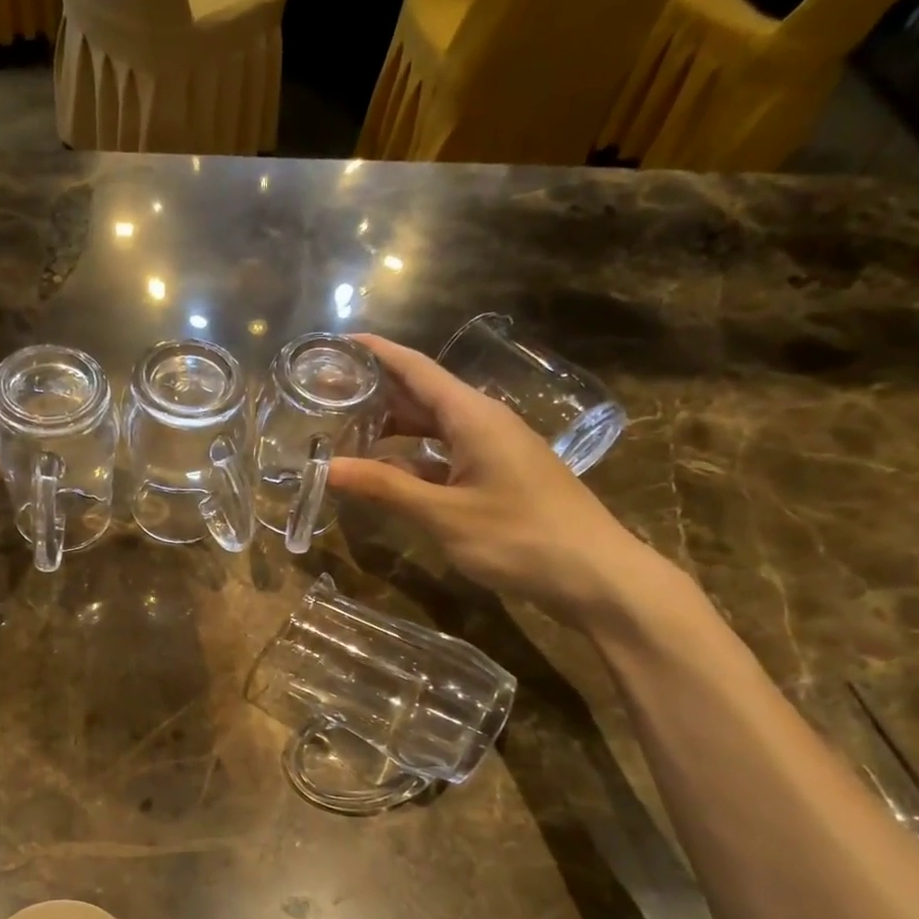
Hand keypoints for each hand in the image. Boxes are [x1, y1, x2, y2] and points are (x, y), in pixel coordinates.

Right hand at [327, 334, 668, 628]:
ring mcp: (492, 451)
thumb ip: (385, 488)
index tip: (335, 343)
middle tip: (323, 398)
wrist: (595, 575)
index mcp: (472, 416)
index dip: (375, 352)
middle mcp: (482, 423)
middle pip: (420, 395)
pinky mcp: (496, 477)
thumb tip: (326, 468)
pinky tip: (384, 475)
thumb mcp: (444, 514)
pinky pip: (444, 456)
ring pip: (431, 429)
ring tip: (342, 434)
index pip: (416, 368)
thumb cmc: (520, 537)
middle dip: (374, 393)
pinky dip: (411, 461)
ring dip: (390, 430)